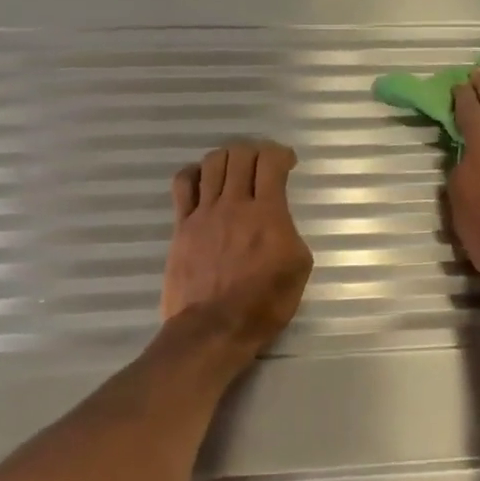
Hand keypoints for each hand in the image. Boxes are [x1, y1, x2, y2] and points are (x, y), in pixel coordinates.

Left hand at [164, 140, 313, 358]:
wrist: (213, 329)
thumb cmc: (262, 305)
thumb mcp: (298, 269)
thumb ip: (290, 233)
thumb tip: (278, 221)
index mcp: (267, 213)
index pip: (271, 162)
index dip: (281, 153)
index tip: (287, 162)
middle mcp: (234, 204)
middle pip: (240, 154)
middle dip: (255, 151)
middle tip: (262, 165)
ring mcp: (204, 212)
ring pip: (212, 163)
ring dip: (227, 158)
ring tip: (234, 170)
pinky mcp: (181, 225)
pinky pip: (183, 184)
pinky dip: (194, 173)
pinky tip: (202, 181)